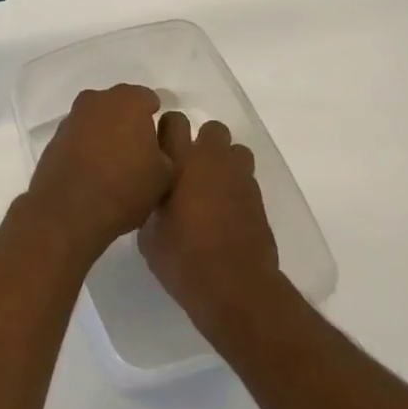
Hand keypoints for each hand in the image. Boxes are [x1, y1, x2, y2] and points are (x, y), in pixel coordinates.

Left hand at [25, 85, 172, 264]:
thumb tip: (158, 140)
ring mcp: (73, 117)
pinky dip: (88, 148)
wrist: (68, 212)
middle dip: (130, 124)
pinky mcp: (55, 138)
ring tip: (115, 168)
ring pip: (98, 121)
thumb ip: (169, 147)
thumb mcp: (166, 173)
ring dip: (107, 135)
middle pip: (121, 106)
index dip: (157, 121)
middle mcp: (98, 99)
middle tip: (140, 156)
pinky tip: (93, 174)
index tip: (160, 145)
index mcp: (129, 100)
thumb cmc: (124, 188)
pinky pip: (80, 137)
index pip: (149, 100)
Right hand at [139, 112, 279, 343]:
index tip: (160, 150)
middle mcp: (213, 160)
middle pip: (212, 129)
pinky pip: (245, 178)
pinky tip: (225, 212)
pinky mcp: (258, 198)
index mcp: (182, 161)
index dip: (167, 131)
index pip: (174, 121)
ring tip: (210, 187)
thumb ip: (152, 204)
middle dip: (201, 142)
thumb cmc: (184, 259)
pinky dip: (235, 187)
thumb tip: (156, 198)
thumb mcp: (149, 235)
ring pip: (235, 150)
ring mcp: (240, 178)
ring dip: (224, 162)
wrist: (236, 287)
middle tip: (187, 168)